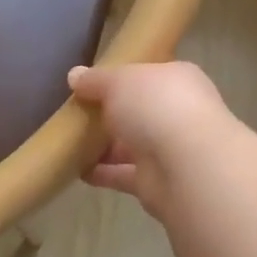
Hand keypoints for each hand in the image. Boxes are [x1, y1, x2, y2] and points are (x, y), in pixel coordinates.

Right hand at [67, 61, 237, 218]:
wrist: (186, 165)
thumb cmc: (156, 107)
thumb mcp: (119, 81)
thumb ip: (96, 80)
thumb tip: (74, 75)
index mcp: (176, 80)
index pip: (147, 76)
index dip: (119, 79)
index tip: (89, 85)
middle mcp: (177, 113)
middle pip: (138, 112)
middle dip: (109, 115)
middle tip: (74, 114)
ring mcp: (169, 149)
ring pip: (130, 145)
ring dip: (104, 147)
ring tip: (69, 143)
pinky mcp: (156, 181)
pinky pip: (123, 174)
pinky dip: (103, 173)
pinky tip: (76, 169)